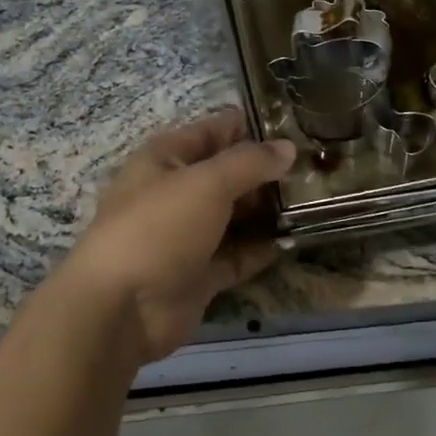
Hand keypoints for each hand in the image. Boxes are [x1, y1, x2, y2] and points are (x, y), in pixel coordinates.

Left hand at [55, 109, 295, 364]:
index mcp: (165, 159)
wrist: (120, 309)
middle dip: (266, 172)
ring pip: (234, 216)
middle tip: (315, 169)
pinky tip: (294, 239)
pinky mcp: (198, 275)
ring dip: (267, 210)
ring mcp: (186, 237)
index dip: (250, 127)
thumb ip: (250, 162)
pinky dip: (262, 249)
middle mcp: (175, 193)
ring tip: (313, 202)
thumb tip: (288, 147)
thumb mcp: (207, 182)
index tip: (295, 126)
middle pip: (227, 175)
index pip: (212, 131)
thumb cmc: (159, 227)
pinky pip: (236, 255)